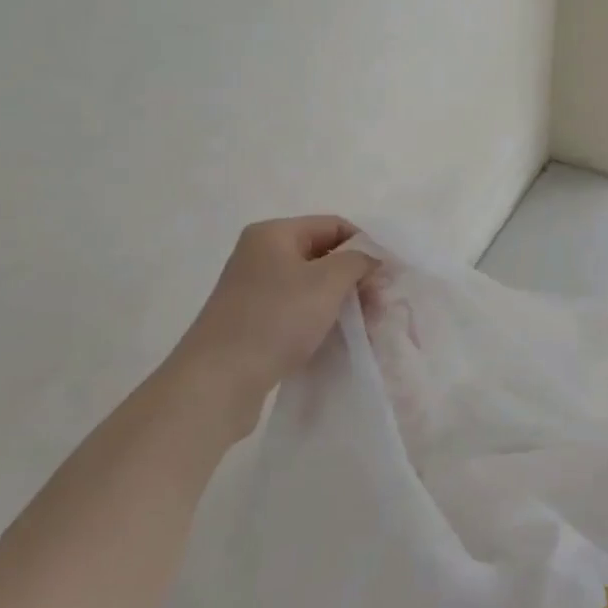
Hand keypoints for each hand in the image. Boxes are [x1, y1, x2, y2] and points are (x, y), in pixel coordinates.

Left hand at [163, 215, 376, 438]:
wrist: (218, 381)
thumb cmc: (276, 319)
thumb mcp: (327, 282)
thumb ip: (358, 261)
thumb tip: (373, 258)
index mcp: (274, 234)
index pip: (334, 226)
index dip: (366, 246)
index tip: (389, 276)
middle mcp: (261, 255)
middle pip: (324, 256)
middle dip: (356, 278)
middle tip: (380, 306)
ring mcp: (255, 290)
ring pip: (314, 286)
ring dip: (344, 302)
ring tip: (366, 327)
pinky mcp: (254, 322)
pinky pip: (299, 311)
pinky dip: (323, 319)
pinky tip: (341, 338)